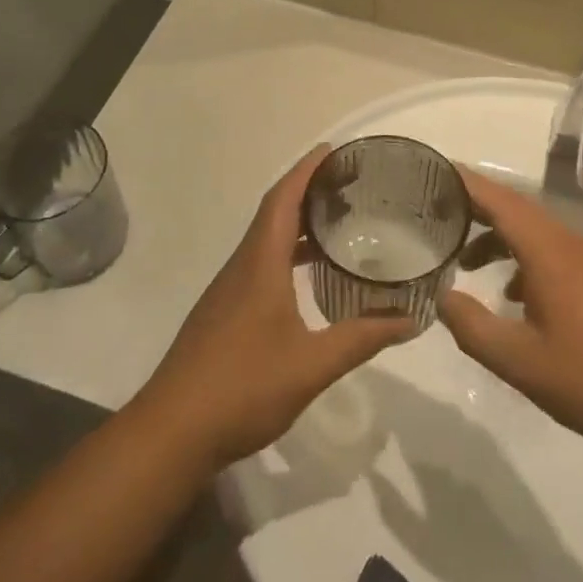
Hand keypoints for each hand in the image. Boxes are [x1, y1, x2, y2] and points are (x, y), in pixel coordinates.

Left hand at [130, 147, 414, 469]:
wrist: (172, 431)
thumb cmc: (242, 388)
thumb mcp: (311, 365)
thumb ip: (361, 339)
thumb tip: (410, 320)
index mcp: (259, 265)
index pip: (282, 200)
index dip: (306, 170)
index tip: (333, 150)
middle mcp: (241, 267)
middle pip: (273, 213)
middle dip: (307, 191)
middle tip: (348, 185)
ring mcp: (228, 291)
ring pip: (264, 241)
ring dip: (296, 225)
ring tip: (337, 224)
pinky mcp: (224, 312)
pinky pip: (259, 264)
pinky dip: (285, 254)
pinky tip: (307, 277)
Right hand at [437, 170, 582, 452]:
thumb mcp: (519, 361)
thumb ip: (471, 327)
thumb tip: (441, 297)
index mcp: (548, 250)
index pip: (498, 199)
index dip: (462, 183)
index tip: (428, 172)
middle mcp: (568, 244)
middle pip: (513, 209)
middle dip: (472, 207)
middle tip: (432, 212)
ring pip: (532, 232)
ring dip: (496, 237)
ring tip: (463, 260)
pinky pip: (549, 253)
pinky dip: (520, 260)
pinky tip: (510, 297)